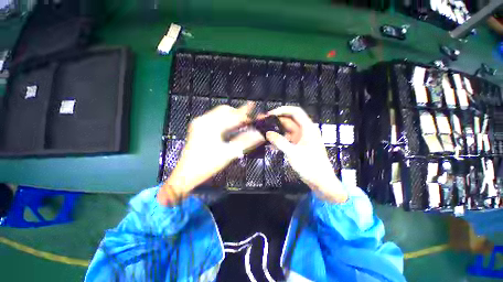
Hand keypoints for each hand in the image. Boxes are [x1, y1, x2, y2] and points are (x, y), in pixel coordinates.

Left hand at [158, 103, 264, 204]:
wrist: (186, 174)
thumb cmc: (207, 165)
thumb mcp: (228, 153)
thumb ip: (245, 142)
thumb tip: (259, 134)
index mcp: (210, 125)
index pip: (231, 115)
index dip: (244, 111)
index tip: (253, 106)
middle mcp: (203, 120)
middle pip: (224, 110)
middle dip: (237, 113)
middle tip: (248, 121)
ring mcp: (199, 123)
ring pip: (219, 114)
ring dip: (231, 117)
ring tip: (241, 124)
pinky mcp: (198, 127)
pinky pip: (215, 119)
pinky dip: (225, 121)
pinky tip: (230, 127)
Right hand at [265, 106, 347, 202]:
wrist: (321, 181)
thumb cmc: (310, 166)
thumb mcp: (293, 153)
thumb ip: (279, 142)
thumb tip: (267, 133)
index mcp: (308, 128)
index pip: (295, 112)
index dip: (283, 110)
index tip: (270, 114)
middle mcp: (305, 131)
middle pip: (290, 121)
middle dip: (277, 121)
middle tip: (264, 124)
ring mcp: (301, 139)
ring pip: (287, 131)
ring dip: (277, 132)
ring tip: (265, 134)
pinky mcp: (299, 146)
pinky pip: (287, 140)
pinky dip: (280, 141)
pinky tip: (271, 145)